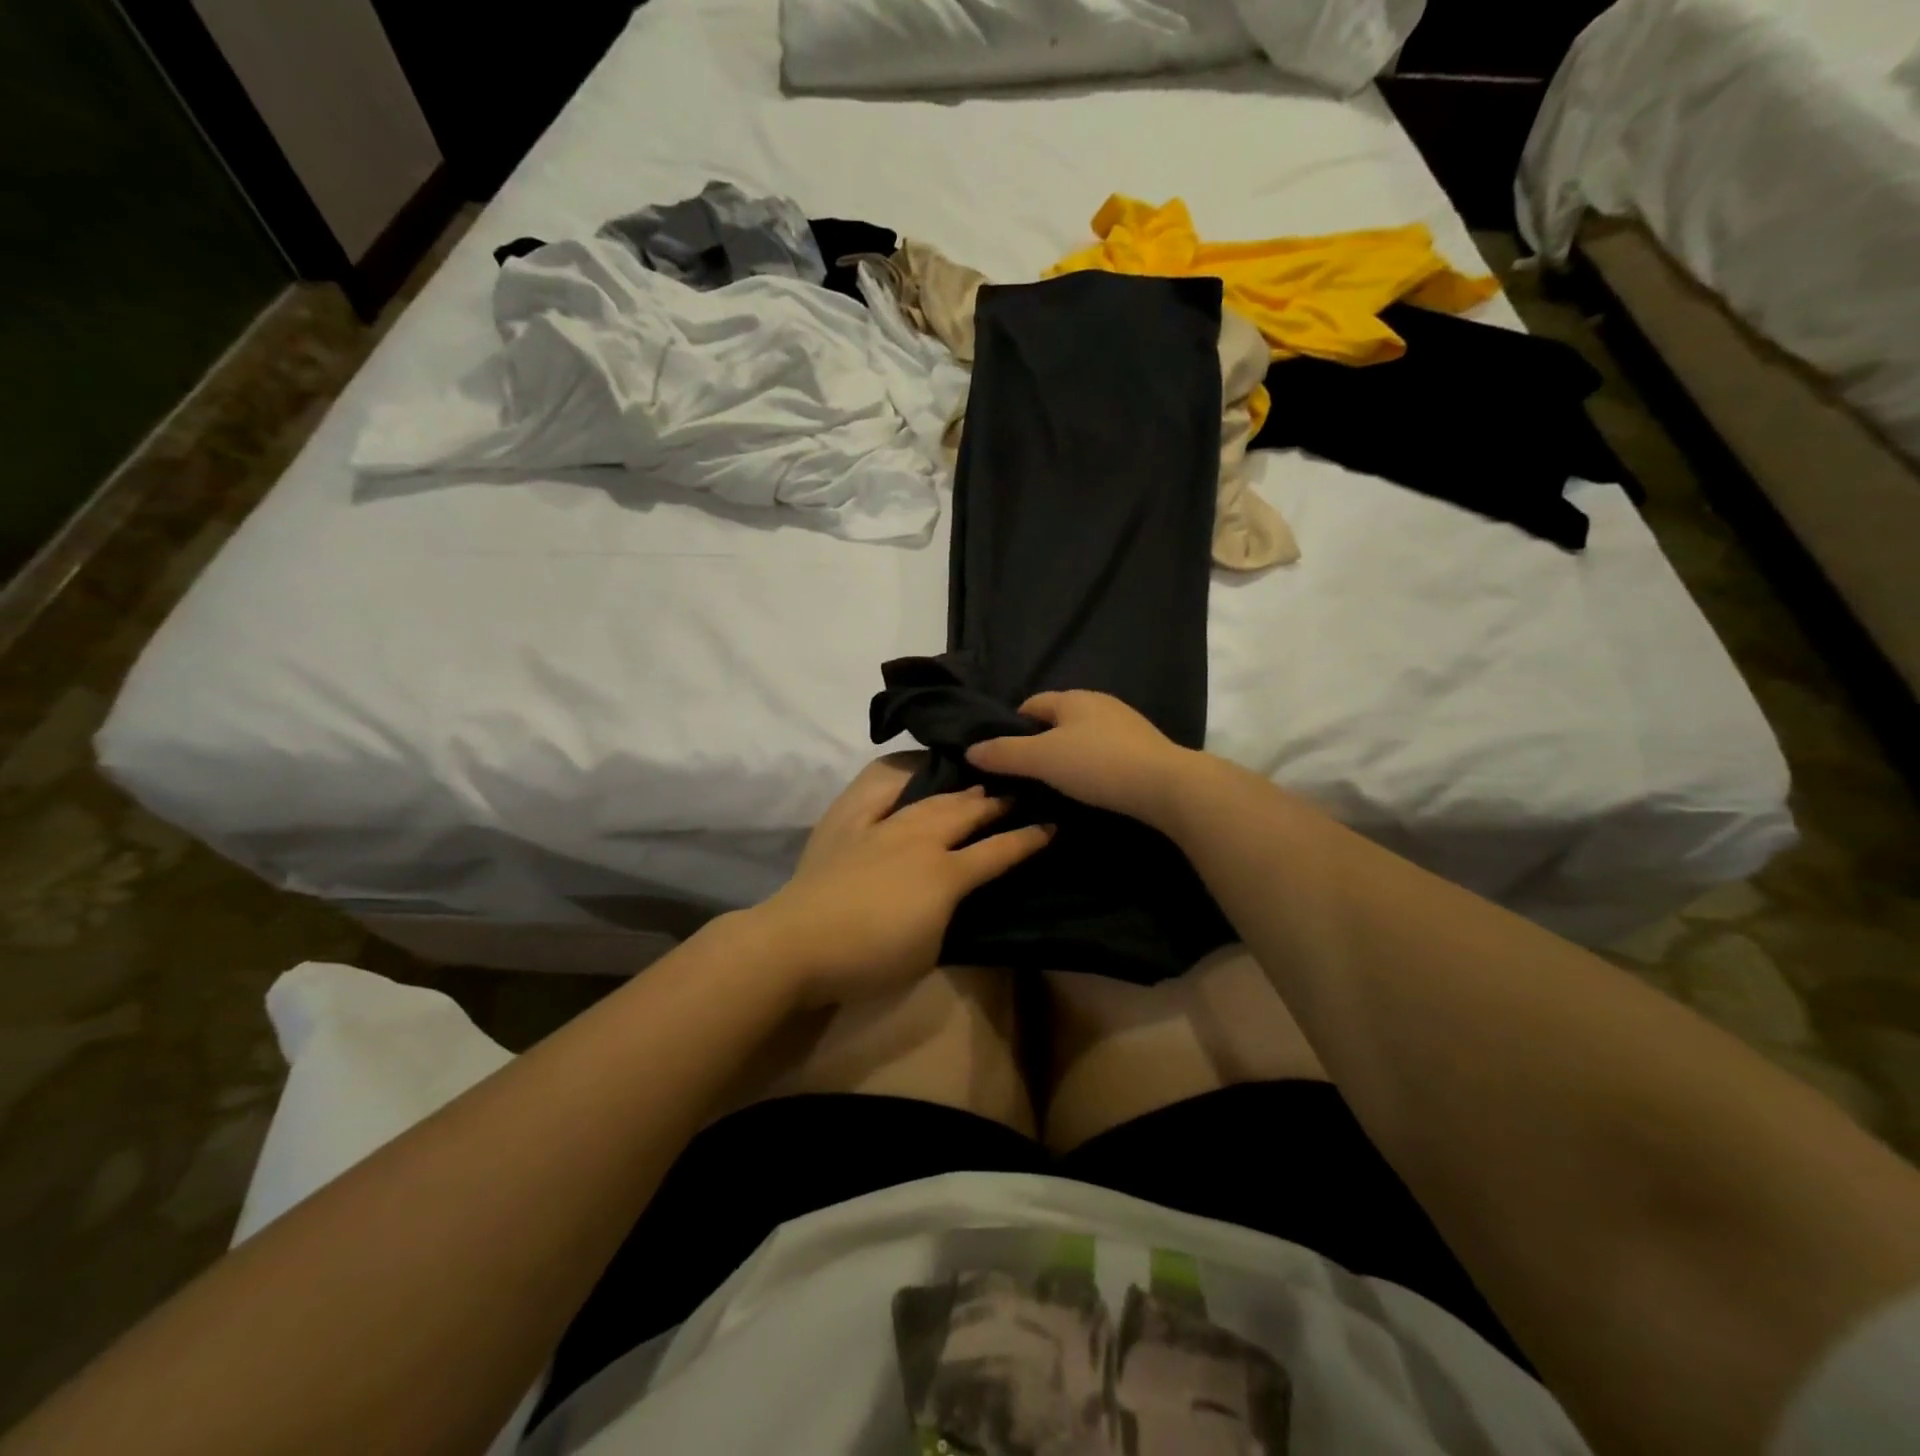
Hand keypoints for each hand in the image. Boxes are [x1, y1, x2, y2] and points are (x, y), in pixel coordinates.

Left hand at [757, 756, 1053, 1006]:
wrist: (799, 943)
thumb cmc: (870, 959)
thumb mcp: (930, 949)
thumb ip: (951, 913)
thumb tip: (957, 891)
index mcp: (946, 874)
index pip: (998, 851)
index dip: (1028, 838)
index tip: (1051, 825)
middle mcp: (920, 840)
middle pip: (967, 813)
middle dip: (997, 802)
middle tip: (1018, 791)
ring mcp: (883, 826)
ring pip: (931, 799)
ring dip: (959, 791)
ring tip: (976, 784)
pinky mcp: (850, 823)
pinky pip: (878, 790)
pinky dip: (899, 777)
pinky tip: (911, 770)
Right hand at [965, 691, 1194, 826]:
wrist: (1166, 785)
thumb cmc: (1097, 765)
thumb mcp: (1041, 760)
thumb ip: (1004, 754)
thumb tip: (971, 749)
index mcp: (1073, 698)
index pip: (1031, 704)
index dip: (1012, 726)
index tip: (1003, 755)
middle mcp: (1100, 703)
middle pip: (1058, 719)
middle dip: (1040, 741)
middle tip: (1026, 773)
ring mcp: (1126, 724)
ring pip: (1083, 736)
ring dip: (1068, 754)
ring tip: (1056, 783)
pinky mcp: (1144, 748)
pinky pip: (1105, 752)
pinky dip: (1092, 765)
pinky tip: (1091, 786)